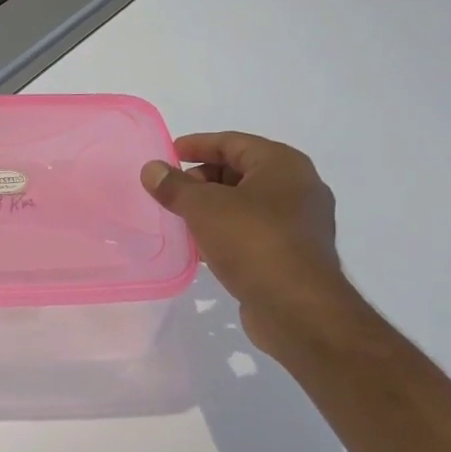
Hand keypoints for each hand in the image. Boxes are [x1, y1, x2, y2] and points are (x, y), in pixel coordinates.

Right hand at [141, 132, 360, 352]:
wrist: (298, 309)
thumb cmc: (254, 242)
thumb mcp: (204, 207)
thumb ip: (175, 186)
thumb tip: (152, 169)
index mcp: (283, 165)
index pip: (233, 142)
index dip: (197, 145)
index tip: (167, 154)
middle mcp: (297, 188)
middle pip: (240, 172)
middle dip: (202, 179)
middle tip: (170, 191)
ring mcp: (298, 224)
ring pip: (245, 204)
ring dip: (211, 208)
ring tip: (178, 218)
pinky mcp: (292, 254)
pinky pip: (251, 232)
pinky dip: (225, 232)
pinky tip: (200, 246)